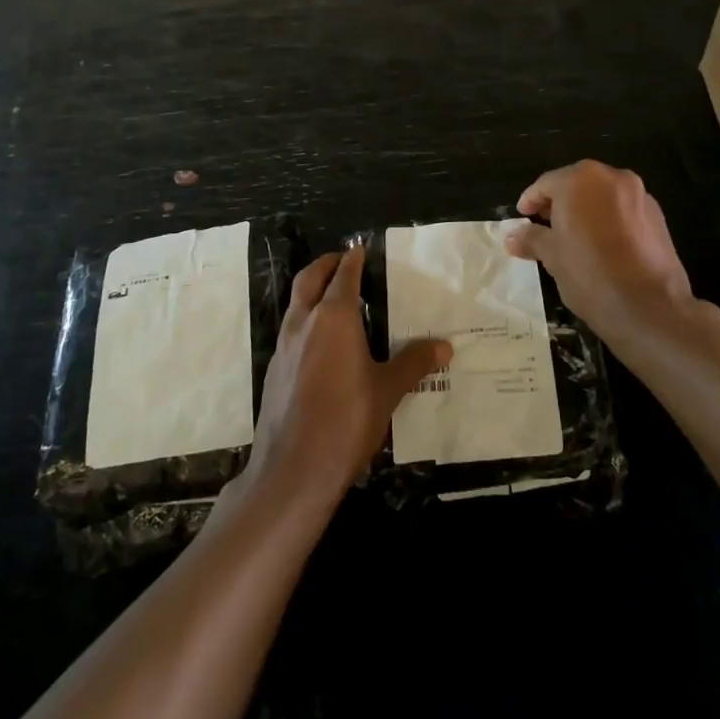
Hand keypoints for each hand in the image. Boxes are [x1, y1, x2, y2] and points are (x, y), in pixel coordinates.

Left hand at [245, 248, 451, 511]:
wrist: (293, 469)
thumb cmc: (346, 420)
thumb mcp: (388, 391)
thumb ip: (414, 363)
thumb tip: (445, 346)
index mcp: (334, 317)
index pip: (344, 275)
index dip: (353, 259)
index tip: (361, 249)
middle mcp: (304, 322)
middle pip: (310, 278)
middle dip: (326, 264)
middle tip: (343, 260)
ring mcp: (284, 346)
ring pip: (296, 303)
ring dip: (312, 291)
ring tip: (334, 297)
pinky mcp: (274, 369)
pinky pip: (291, 330)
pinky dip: (305, 320)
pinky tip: (321, 343)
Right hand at [505, 161, 697, 342]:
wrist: (650, 308)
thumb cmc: (590, 275)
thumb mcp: (552, 257)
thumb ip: (532, 238)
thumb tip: (512, 236)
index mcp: (580, 180)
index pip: (546, 184)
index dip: (531, 201)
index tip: (522, 217)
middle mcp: (612, 177)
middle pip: (576, 184)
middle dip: (559, 203)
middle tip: (545, 225)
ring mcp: (640, 195)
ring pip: (602, 196)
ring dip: (585, 210)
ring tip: (573, 237)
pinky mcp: (659, 216)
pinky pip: (624, 210)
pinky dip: (609, 219)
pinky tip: (603, 245)